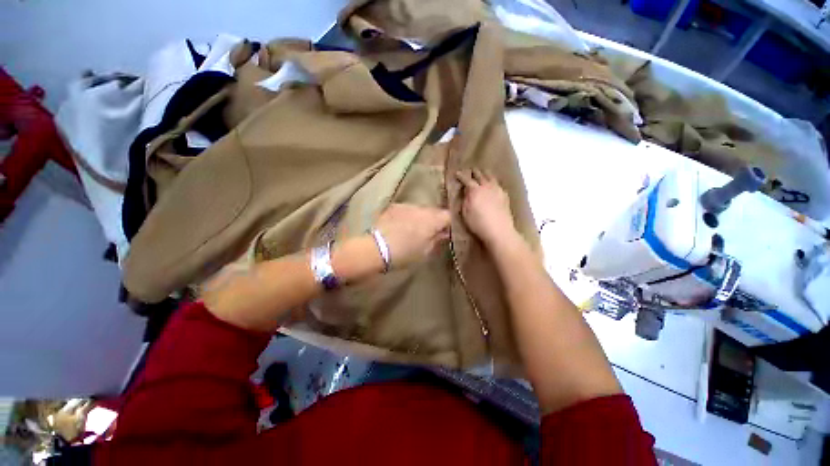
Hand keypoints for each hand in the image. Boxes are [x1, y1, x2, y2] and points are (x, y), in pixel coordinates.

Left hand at [374, 203, 450, 268]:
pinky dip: (408, 216)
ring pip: (420, 210)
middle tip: (429, 233)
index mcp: (432, 220)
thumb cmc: (404, 253)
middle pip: (434, 211)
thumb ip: (437, 240)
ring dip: (420, 218)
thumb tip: (444, 233)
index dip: (449, 224)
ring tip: (413, 230)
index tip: (444, 233)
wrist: (376, 248)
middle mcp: (422, 209)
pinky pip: (407, 209)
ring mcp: (407, 205)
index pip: (448, 216)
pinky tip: (401, 226)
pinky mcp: (394, 207)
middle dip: (434, 220)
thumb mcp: (425, 251)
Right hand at [456, 168, 516, 245]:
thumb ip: (465, 200)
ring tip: (483, 172)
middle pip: (480, 175)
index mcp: (475, 191)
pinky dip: (493, 181)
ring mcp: (497, 190)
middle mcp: (486, 186)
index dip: (461, 176)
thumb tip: (466, 192)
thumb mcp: (465, 213)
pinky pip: (498, 184)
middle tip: (471, 170)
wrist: (499, 230)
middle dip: (474, 172)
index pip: (467, 180)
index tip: (458, 173)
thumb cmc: (478, 224)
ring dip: (485, 173)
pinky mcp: (504, 195)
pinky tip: (493, 184)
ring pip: (491, 177)